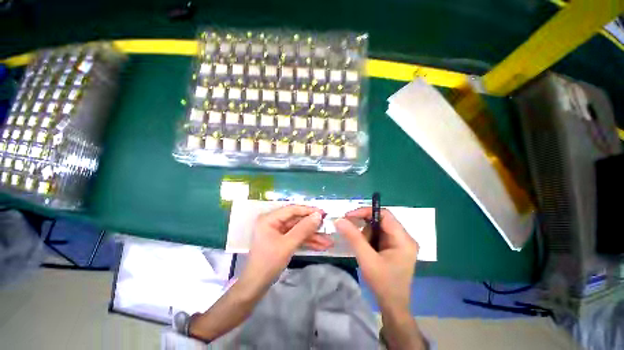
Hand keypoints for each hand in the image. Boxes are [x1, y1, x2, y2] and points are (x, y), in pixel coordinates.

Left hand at [240, 205, 330, 291]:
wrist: (256, 286)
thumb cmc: (268, 263)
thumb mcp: (287, 245)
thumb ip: (303, 229)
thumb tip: (318, 215)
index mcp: (270, 219)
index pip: (292, 210)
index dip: (308, 210)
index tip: (323, 213)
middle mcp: (274, 222)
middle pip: (297, 220)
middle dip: (313, 227)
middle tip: (328, 227)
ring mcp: (278, 232)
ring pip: (299, 230)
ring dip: (313, 236)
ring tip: (328, 242)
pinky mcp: (282, 240)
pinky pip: (297, 237)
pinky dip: (307, 242)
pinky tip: (321, 246)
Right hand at [335, 208, 418, 311]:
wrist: (393, 306)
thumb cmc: (383, 284)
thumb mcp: (366, 259)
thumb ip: (353, 237)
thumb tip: (339, 220)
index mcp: (403, 239)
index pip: (384, 214)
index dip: (366, 212)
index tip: (349, 216)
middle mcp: (405, 238)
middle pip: (381, 220)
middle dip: (365, 225)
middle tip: (351, 231)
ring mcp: (401, 243)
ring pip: (379, 227)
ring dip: (366, 234)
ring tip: (363, 249)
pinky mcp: (395, 247)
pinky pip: (379, 235)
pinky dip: (369, 238)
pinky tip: (367, 250)